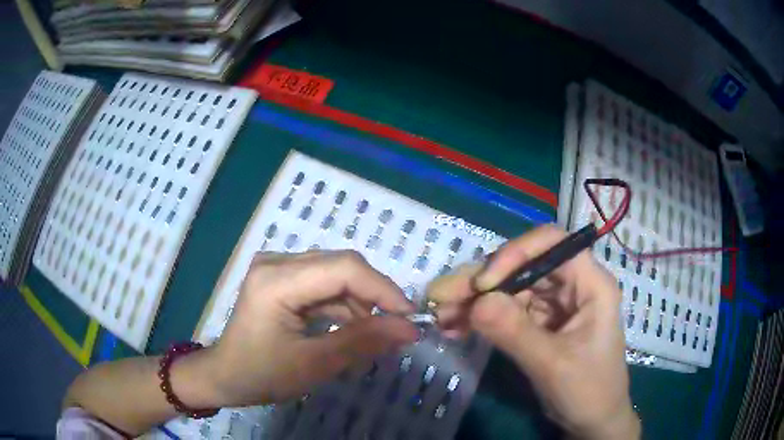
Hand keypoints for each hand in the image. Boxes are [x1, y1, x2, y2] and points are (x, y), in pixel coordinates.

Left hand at [204, 250, 417, 406]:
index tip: (409, 318)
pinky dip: (341, 305)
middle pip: (341, 266)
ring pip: (335, 273)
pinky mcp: (280, 277)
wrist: (225, 376)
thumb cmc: (262, 374)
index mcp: (276, 280)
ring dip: (358, 303)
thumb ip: (362, 342)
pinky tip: (346, 329)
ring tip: (368, 336)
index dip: (383, 290)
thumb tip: (409, 329)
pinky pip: (322, 282)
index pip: (344, 269)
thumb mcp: (315, 364)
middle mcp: (276, 262)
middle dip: (373, 297)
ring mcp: (276, 266)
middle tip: (394, 329)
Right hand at [427, 226, 639, 439]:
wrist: (591, 421)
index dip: (517, 253)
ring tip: (441, 316)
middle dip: (482, 282)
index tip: (484, 283)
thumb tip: (477, 302)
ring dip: (475, 302)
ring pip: (510, 290)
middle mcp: (571, 286)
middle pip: (523, 268)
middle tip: (441, 296)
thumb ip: (516, 332)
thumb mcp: (553, 364)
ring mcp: (553, 306)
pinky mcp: (539, 325)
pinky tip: (455, 328)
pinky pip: (506, 313)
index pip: (553, 245)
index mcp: (590, 284)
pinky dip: (481, 320)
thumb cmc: (588, 390)